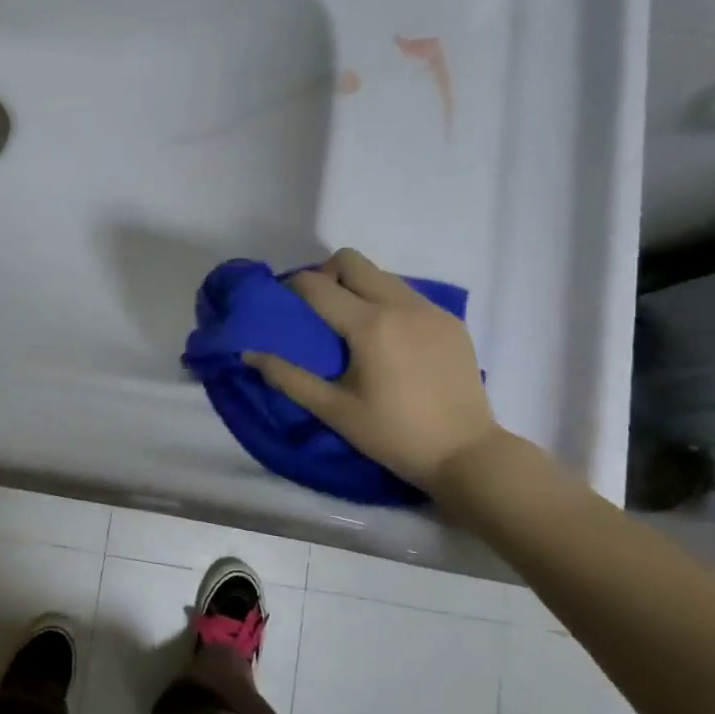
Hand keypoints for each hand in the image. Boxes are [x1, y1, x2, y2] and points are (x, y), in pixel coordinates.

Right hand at [244, 248, 500, 495]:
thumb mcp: (334, 411)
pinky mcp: (451, 321)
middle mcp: (401, 304)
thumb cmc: (393, 435)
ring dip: (358, 286)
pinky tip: (389, 340)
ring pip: (382, 274)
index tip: (284, 306)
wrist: (466, 453)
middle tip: (319, 309)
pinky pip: (409, 294)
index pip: (317, 285)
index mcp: (370, 325)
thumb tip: (249, 353)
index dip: (292, 288)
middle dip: (326, 275)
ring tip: (352, 325)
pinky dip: (388, 302)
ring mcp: (431, 309)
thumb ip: (288, 377)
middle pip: (352, 260)